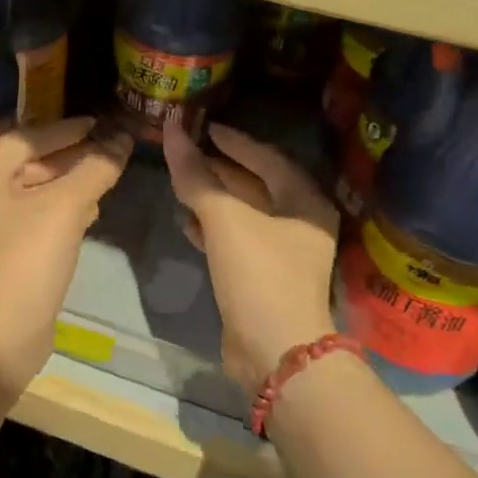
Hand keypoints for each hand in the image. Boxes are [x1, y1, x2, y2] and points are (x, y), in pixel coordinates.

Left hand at [0, 118, 132, 379]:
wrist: (5, 329)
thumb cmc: (29, 256)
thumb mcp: (67, 206)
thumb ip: (95, 168)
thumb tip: (122, 139)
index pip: (25, 138)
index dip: (64, 129)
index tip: (98, 124)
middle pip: (27, 163)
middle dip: (69, 157)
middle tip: (106, 150)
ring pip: (32, 192)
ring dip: (68, 183)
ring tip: (104, 177)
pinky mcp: (1, 252)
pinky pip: (32, 217)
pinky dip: (59, 209)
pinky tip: (89, 211)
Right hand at [163, 118, 339, 396]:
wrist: (275, 351)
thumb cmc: (259, 273)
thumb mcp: (225, 219)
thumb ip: (196, 175)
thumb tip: (171, 128)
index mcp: (305, 202)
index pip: (268, 158)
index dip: (235, 141)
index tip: (205, 127)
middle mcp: (301, 224)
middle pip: (257, 185)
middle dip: (221, 169)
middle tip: (188, 152)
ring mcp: (284, 254)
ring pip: (245, 214)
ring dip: (214, 198)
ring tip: (182, 183)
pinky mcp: (264, 278)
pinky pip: (237, 240)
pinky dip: (214, 229)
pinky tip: (188, 224)